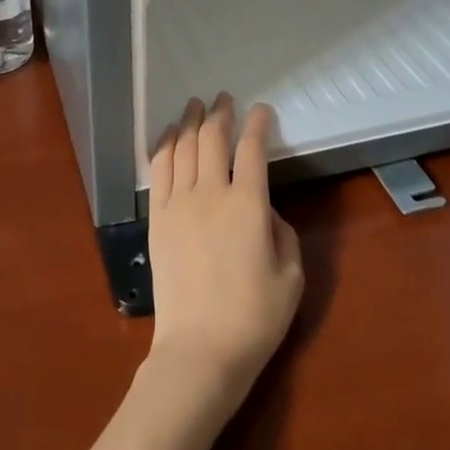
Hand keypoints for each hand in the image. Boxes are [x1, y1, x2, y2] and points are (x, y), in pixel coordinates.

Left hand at [145, 95, 303, 416]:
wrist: (199, 351)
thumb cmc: (253, 319)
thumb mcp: (291, 278)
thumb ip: (283, 233)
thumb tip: (265, 210)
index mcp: (249, 205)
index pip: (252, 149)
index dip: (258, 124)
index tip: (261, 110)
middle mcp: (212, 193)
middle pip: (212, 139)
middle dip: (220, 113)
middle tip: (224, 98)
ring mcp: (179, 204)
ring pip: (183, 147)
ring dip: (190, 121)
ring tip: (195, 105)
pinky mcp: (157, 218)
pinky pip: (159, 170)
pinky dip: (164, 145)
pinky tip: (169, 135)